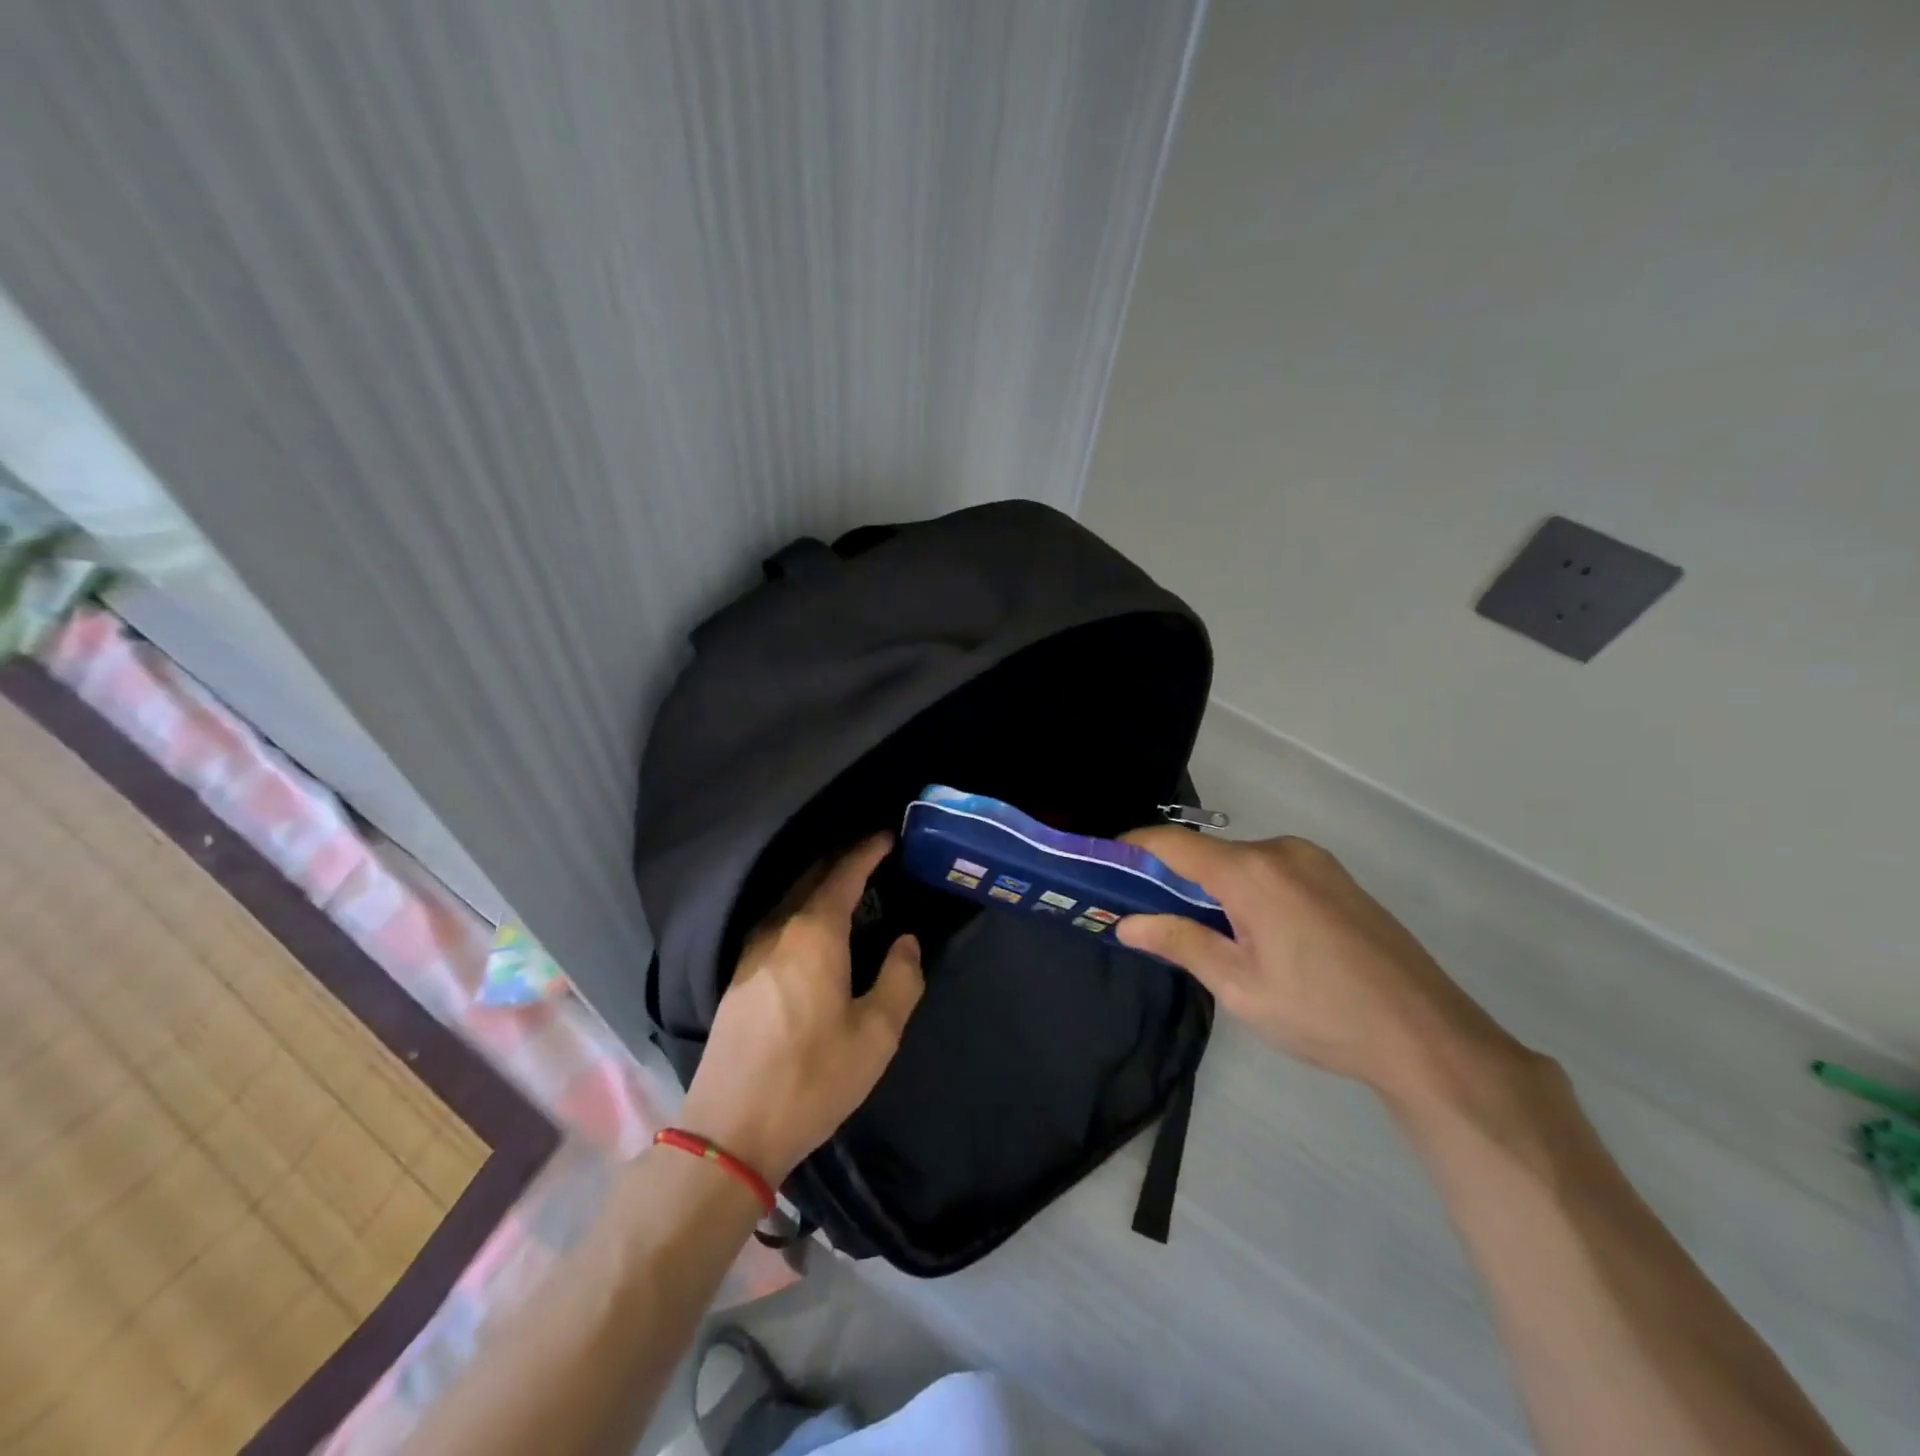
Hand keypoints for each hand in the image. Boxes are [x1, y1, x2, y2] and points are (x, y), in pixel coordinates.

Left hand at [678, 834, 922, 1185]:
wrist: (730, 1130)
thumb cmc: (812, 1078)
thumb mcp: (876, 1034)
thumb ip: (900, 979)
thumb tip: (906, 942)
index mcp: (813, 934)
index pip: (843, 874)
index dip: (866, 851)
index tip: (887, 835)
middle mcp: (777, 931)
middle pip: (810, 878)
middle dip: (842, 860)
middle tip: (872, 854)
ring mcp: (750, 953)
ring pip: (789, 900)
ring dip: (818, 885)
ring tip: (848, 887)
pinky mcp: (738, 978)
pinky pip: (776, 923)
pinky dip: (801, 909)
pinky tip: (813, 930)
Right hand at [1116, 830, 1529, 1109]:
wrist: (1428, 1036)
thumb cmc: (1322, 1013)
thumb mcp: (1239, 987)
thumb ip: (1180, 943)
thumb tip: (1128, 923)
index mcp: (1252, 872)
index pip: (1173, 844)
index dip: (1133, 848)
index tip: (1103, 865)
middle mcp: (1281, 851)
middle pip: (1207, 853)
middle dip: (1171, 877)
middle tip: (1146, 915)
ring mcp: (1314, 862)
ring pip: (1240, 862)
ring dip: (1210, 886)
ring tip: (1198, 932)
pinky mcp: (1335, 878)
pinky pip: (1271, 871)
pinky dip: (1244, 889)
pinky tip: (1251, 933)